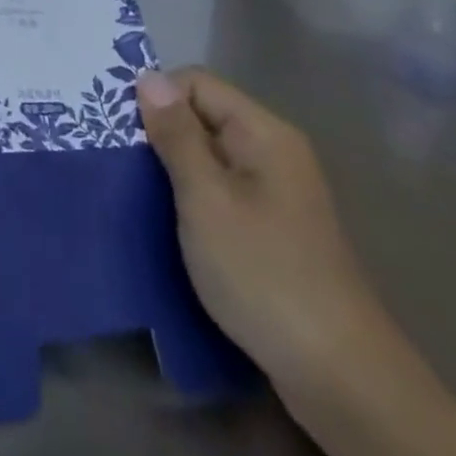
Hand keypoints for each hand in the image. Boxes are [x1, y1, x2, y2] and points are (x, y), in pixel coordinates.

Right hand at [136, 68, 395, 398]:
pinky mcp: (271, 230)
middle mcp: (273, 152)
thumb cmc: (264, 273)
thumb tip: (148, 77)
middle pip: (202, 116)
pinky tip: (165, 220)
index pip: (196, 83)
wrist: (340, 378)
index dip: (156, 97)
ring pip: (207, 157)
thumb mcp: (206, 198)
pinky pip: (219, 191)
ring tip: (131, 189)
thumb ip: (176, 134)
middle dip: (159, 133)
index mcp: (263, 133)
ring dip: (170, 168)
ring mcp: (275, 193)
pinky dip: (189, 197)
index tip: (120, 129)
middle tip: (115, 158)